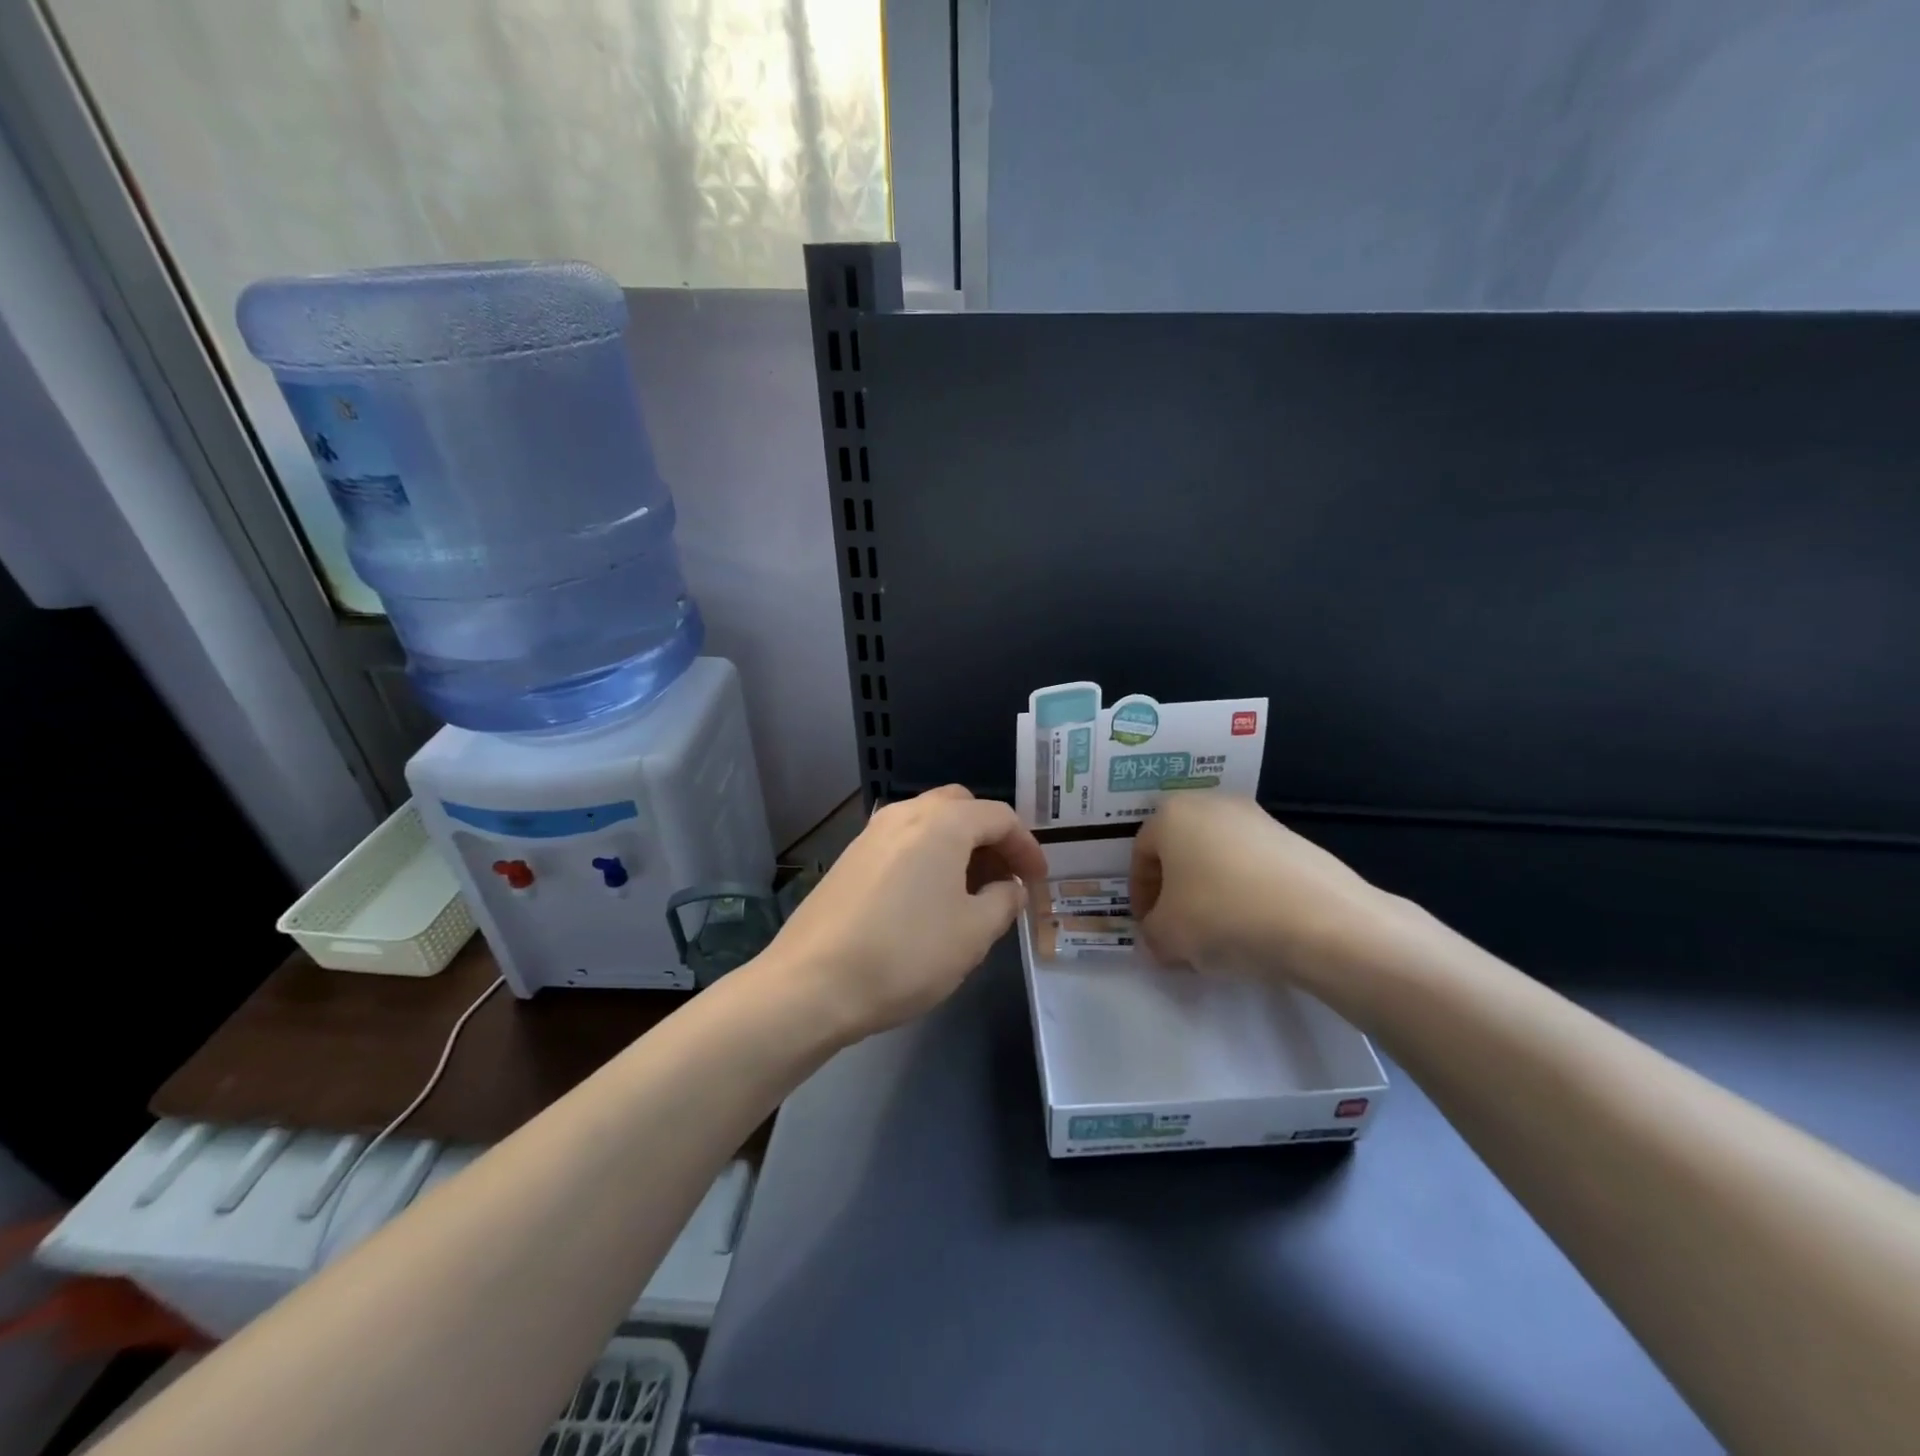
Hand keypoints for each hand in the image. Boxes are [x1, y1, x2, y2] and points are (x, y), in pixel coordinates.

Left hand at [763, 786, 1047, 1042]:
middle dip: (990, 838)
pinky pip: (902, 842)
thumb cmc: (905, 954)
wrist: (811, 983)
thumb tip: (1010, 887)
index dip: (1027, 847)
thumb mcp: (973, 934)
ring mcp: (870, 834)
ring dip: (957, 847)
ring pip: (928, 823)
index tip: (1039, 881)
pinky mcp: (849, 858)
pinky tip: (928, 900)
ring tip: (970, 892)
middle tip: (1004, 878)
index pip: (999, 817)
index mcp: (942, 823)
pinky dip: (927, 857)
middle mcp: (904, 813)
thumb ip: (1004, 901)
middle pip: (961, 808)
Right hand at [1130, 794, 1407, 980]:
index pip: (1140, 854)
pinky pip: (1251, 867)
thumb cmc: (1223, 915)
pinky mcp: (1292, 840)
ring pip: (1216, 858)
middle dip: (1174, 892)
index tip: (1149, 929)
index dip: (1140, 896)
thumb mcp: (1167, 936)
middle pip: (1180, 851)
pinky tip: (1253, 928)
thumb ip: (1151, 935)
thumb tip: (1159, 937)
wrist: (1321, 921)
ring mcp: (1257, 818)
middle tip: (1177, 931)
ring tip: (1217, 936)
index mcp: (1171, 813)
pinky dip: (1243, 893)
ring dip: (1208, 893)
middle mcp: (1211, 804)